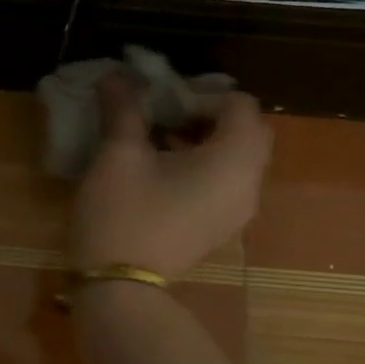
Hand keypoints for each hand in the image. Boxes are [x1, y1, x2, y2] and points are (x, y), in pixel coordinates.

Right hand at [69, 77, 271, 278]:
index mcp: (233, 160)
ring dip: (206, 140)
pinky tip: (163, 172)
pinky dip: (206, 167)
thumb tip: (115, 77)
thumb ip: (124, 110)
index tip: (163, 101)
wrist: (120, 287)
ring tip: (160, 140)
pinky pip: (227, 183)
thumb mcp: (119, 155)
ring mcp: (238, 211)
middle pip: (247, 131)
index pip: (240, 105)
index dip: (202, 94)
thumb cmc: (123, 214)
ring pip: (238, 159)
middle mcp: (249, 184)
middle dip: (208, 115)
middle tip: (166, 115)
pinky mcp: (221, 228)